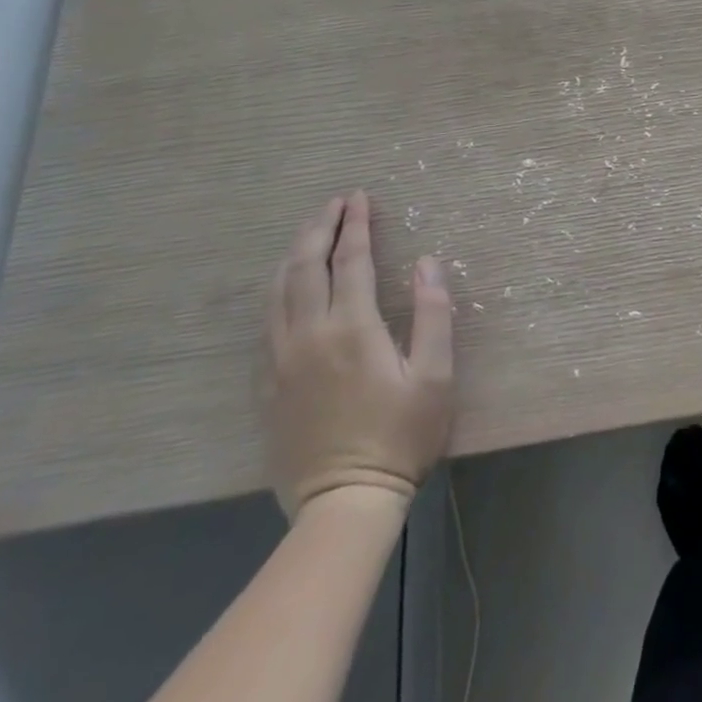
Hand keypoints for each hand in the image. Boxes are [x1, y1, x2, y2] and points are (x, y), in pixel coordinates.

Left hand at [263, 190, 452, 519]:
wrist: (344, 503)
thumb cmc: (401, 436)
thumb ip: (433, 315)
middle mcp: (309, 336)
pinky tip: (286, 286)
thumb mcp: (434, 376)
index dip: (357, 225)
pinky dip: (277, 290)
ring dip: (294, 254)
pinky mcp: (268, 385)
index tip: (361, 197)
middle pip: (307, 267)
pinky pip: (266, 322)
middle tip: (335, 202)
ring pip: (278, 291)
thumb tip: (427, 263)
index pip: (352, 261)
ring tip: (309, 232)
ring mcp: (281, 361)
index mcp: (352, 329)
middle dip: (320, 228)